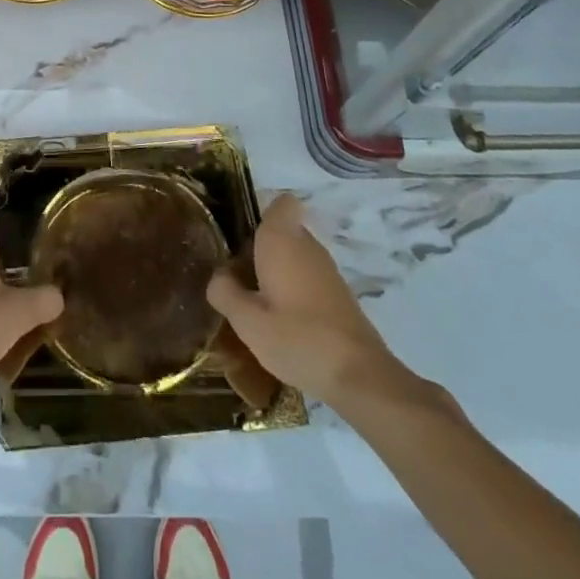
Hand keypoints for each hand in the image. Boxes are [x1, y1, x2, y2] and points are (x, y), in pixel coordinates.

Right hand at [206, 194, 419, 406]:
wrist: (360, 376)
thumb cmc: (297, 338)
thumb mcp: (247, 321)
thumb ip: (225, 292)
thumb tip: (219, 276)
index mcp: (282, 239)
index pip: (280, 202)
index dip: (260, 213)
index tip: (240, 238)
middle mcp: (307, 245)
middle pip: (281, 233)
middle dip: (259, 250)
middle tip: (237, 280)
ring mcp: (327, 270)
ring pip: (294, 257)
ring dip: (275, 273)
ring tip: (255, 306)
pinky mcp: (339, 295)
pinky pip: (307, 279)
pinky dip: (293, 292)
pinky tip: (282, 324)